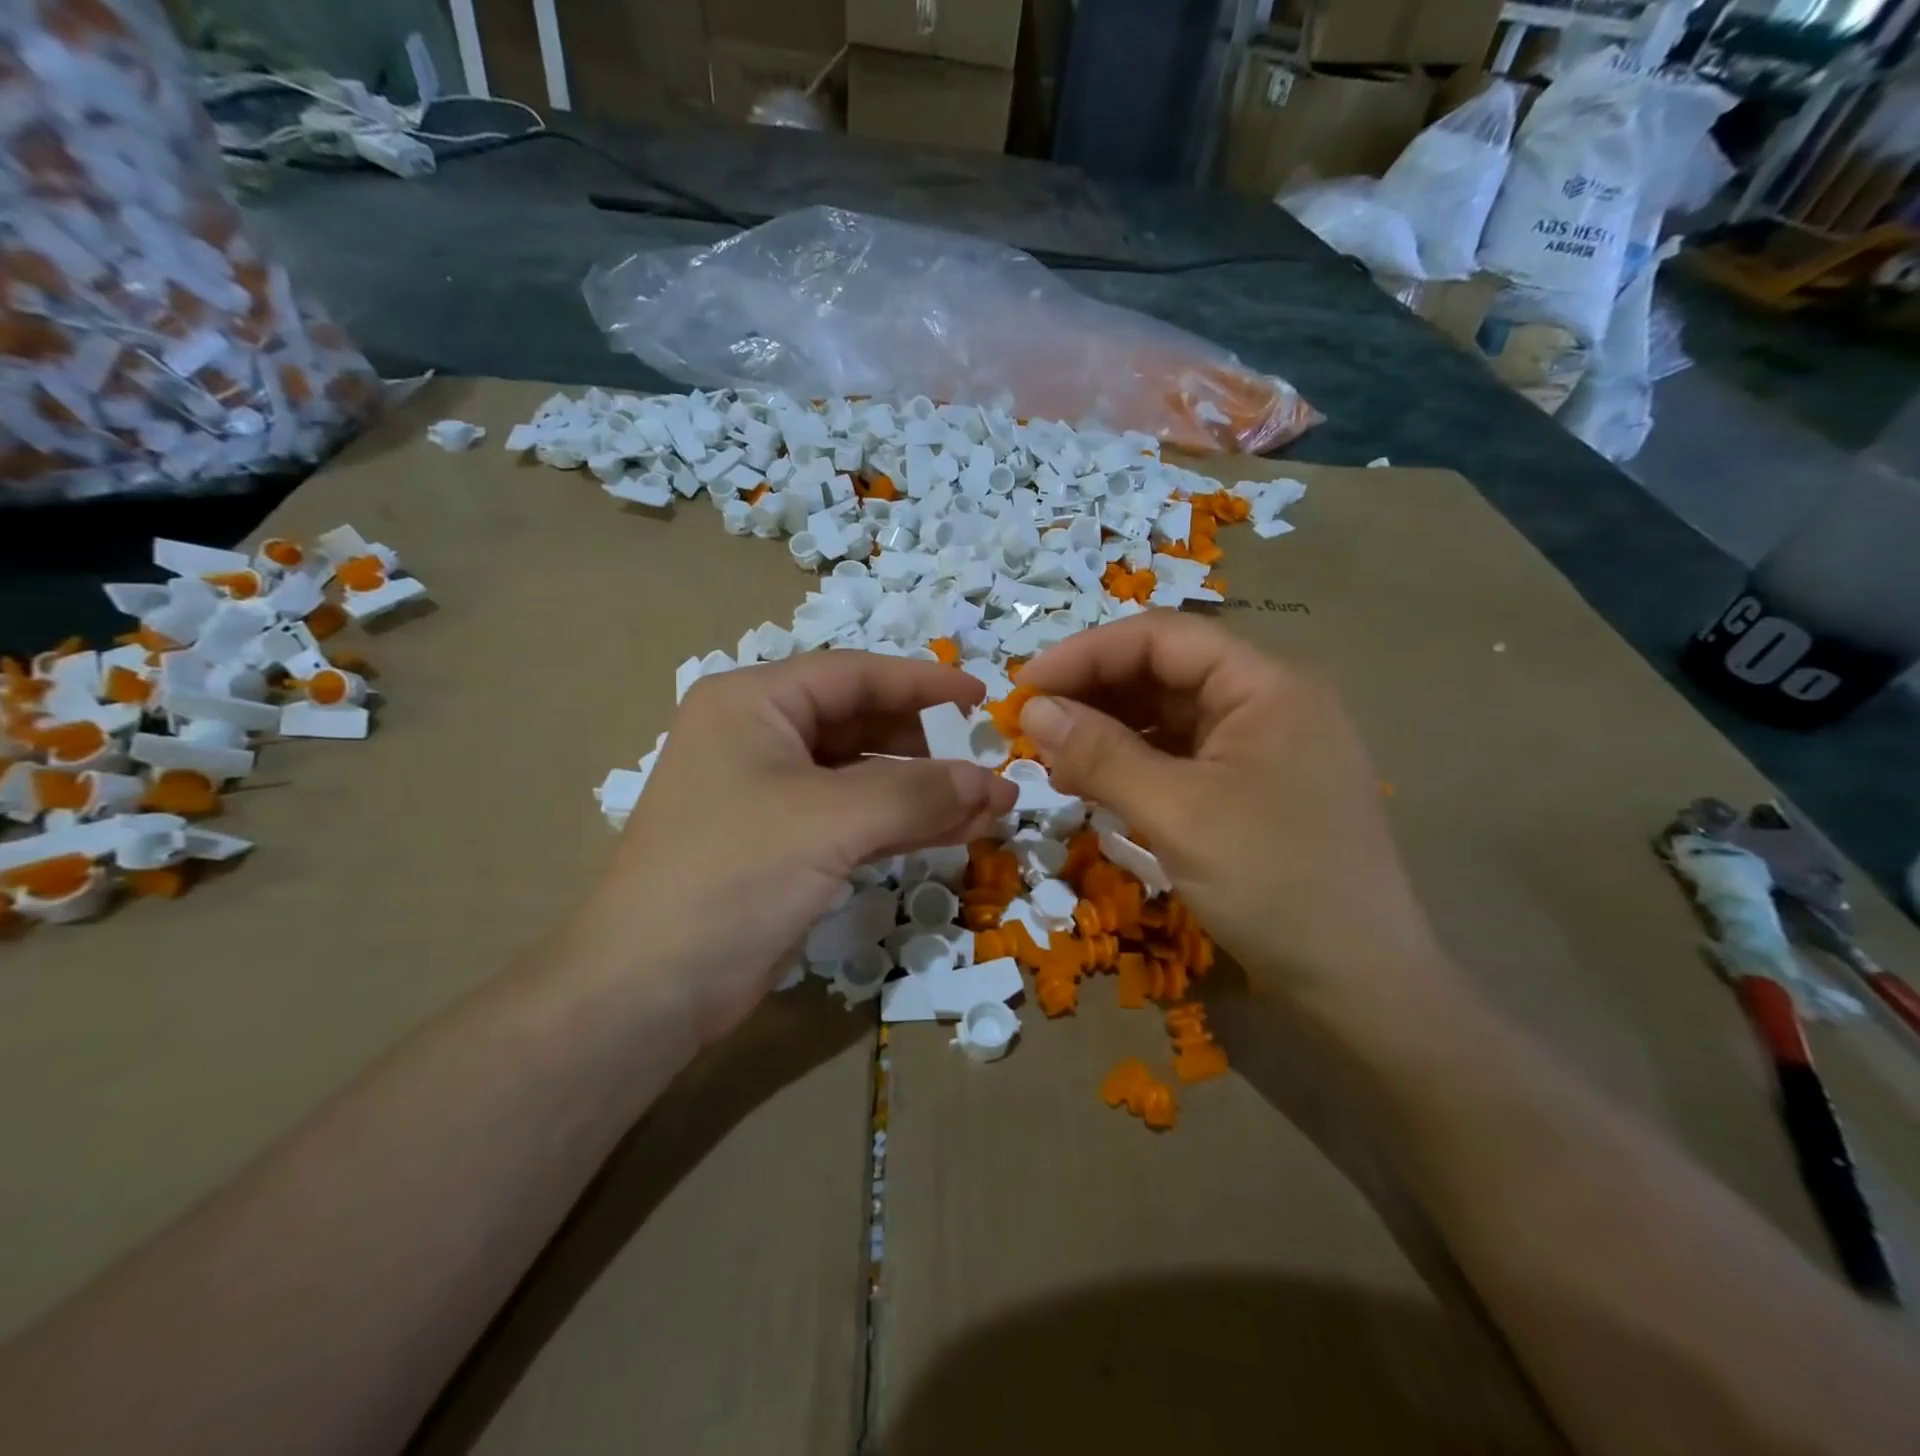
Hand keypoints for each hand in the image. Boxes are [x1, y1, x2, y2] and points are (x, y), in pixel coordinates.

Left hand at [565, 654, 1016, 1046]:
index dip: (922, 682)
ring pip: (863, 775)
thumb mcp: (830, 821)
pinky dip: (902, 823)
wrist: (649, 988)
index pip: (854, 674)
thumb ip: (918, 794)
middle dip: (928, 746)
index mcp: (754, 702)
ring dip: (923, 790)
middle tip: (989, 762)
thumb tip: (995, 784)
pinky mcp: (782, 843)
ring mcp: (769, 793)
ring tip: (988, 806)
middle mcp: (759, 736)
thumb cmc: (733, 874)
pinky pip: (854, 817)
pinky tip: (953, 832)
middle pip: (861, 723)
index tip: (981, 696)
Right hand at [1017, 612, 1455, 1023]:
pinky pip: (1181, 757)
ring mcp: (1262, 747)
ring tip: (1053, 757)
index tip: (1025, 687)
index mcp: (1266, 684)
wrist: (1362, 984)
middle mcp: (1268, 701)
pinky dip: (1134, 764)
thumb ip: (1101, 754)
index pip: (1162, 638)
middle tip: (1031, 725)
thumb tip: (1032, 711)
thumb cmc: (1276, 884)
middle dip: (1094, 692)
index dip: (1086, 653)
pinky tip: (1095, 783)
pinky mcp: (1252, 788)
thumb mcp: (1178, 813)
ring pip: (1169, 716)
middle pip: (1165, 672)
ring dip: (1109, 729)